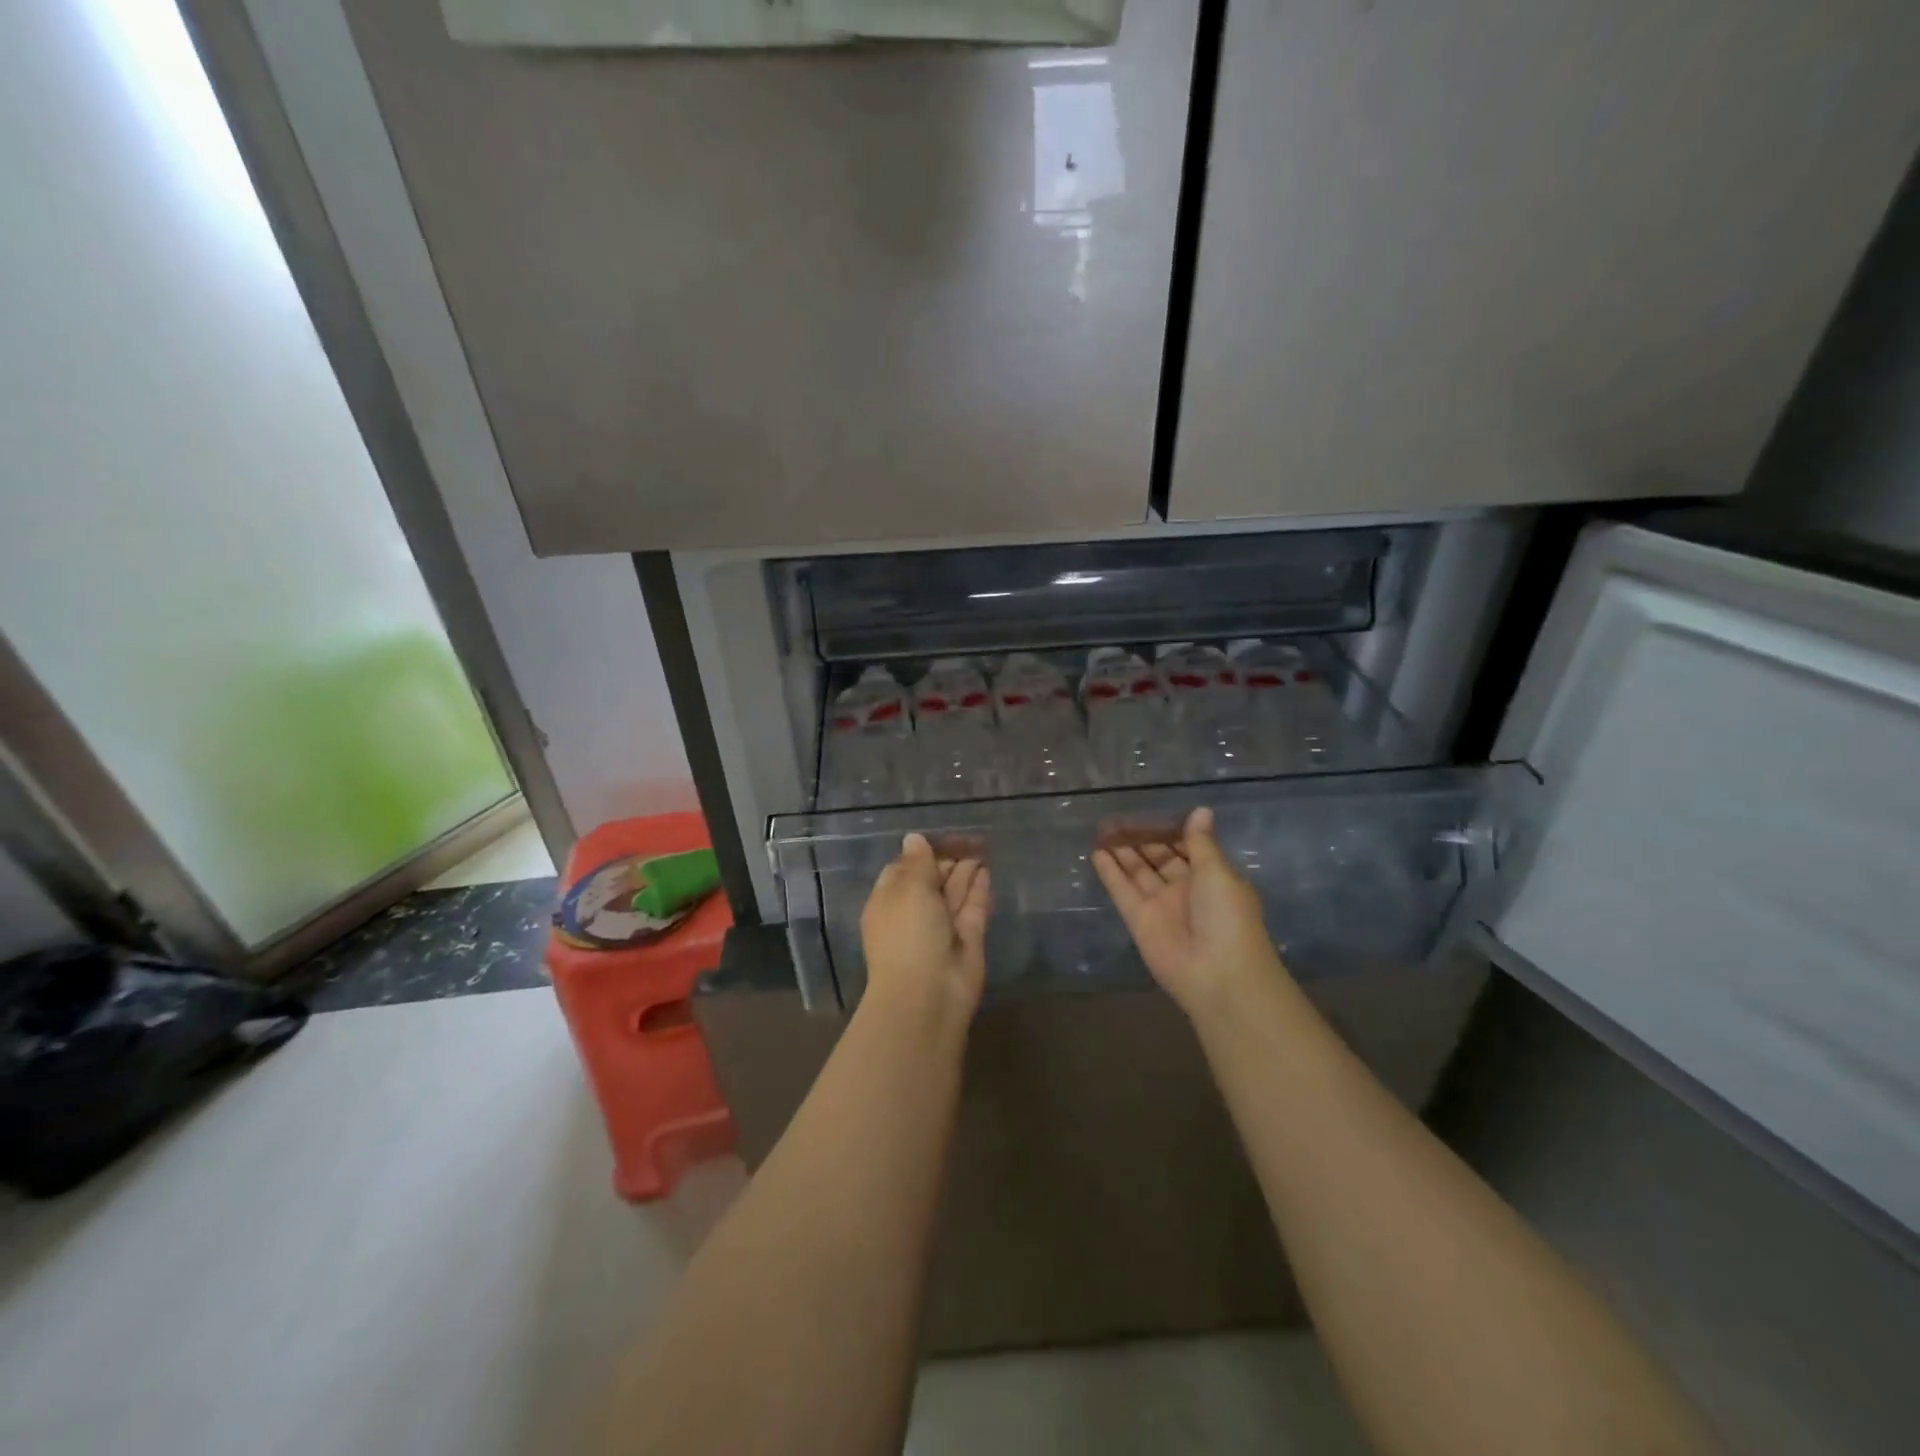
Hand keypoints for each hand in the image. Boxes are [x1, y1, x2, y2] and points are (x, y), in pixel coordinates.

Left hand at [860, 833, 989, 1018]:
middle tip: (967, 838)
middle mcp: (914, 913)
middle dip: (946, 860)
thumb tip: (914, 838)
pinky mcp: (967, 939)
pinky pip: (972, 907)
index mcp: (888, 901)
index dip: (921, 853)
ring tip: (980, 846)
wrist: (928, 995)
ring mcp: (942, 927)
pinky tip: (986, 869)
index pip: (902, 869)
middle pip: (930, 879)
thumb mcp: (908, 889)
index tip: (940, 836)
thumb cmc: (908, 934)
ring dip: (964, 870)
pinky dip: (978, 888)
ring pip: (953, 892)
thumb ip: (917, 862)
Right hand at [1092, 806, 1290, 1019]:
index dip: (1170, 831)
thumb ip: (1200, 843)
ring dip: (1123, 852)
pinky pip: (1122, 891)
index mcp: (1212, 878)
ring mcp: (1160, 906)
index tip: (1151, 812)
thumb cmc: (1227, 915)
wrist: (1218, 973)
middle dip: (1142, 839)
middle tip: (1118, 818)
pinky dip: (1109, 873)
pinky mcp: (1138, 921)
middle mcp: (1186, 890)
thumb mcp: (1217, 872)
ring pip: (1138, 872)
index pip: (1188, 848)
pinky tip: (1096, 852)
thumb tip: (1201, 810)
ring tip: (1102, 829)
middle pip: (1160, 859)